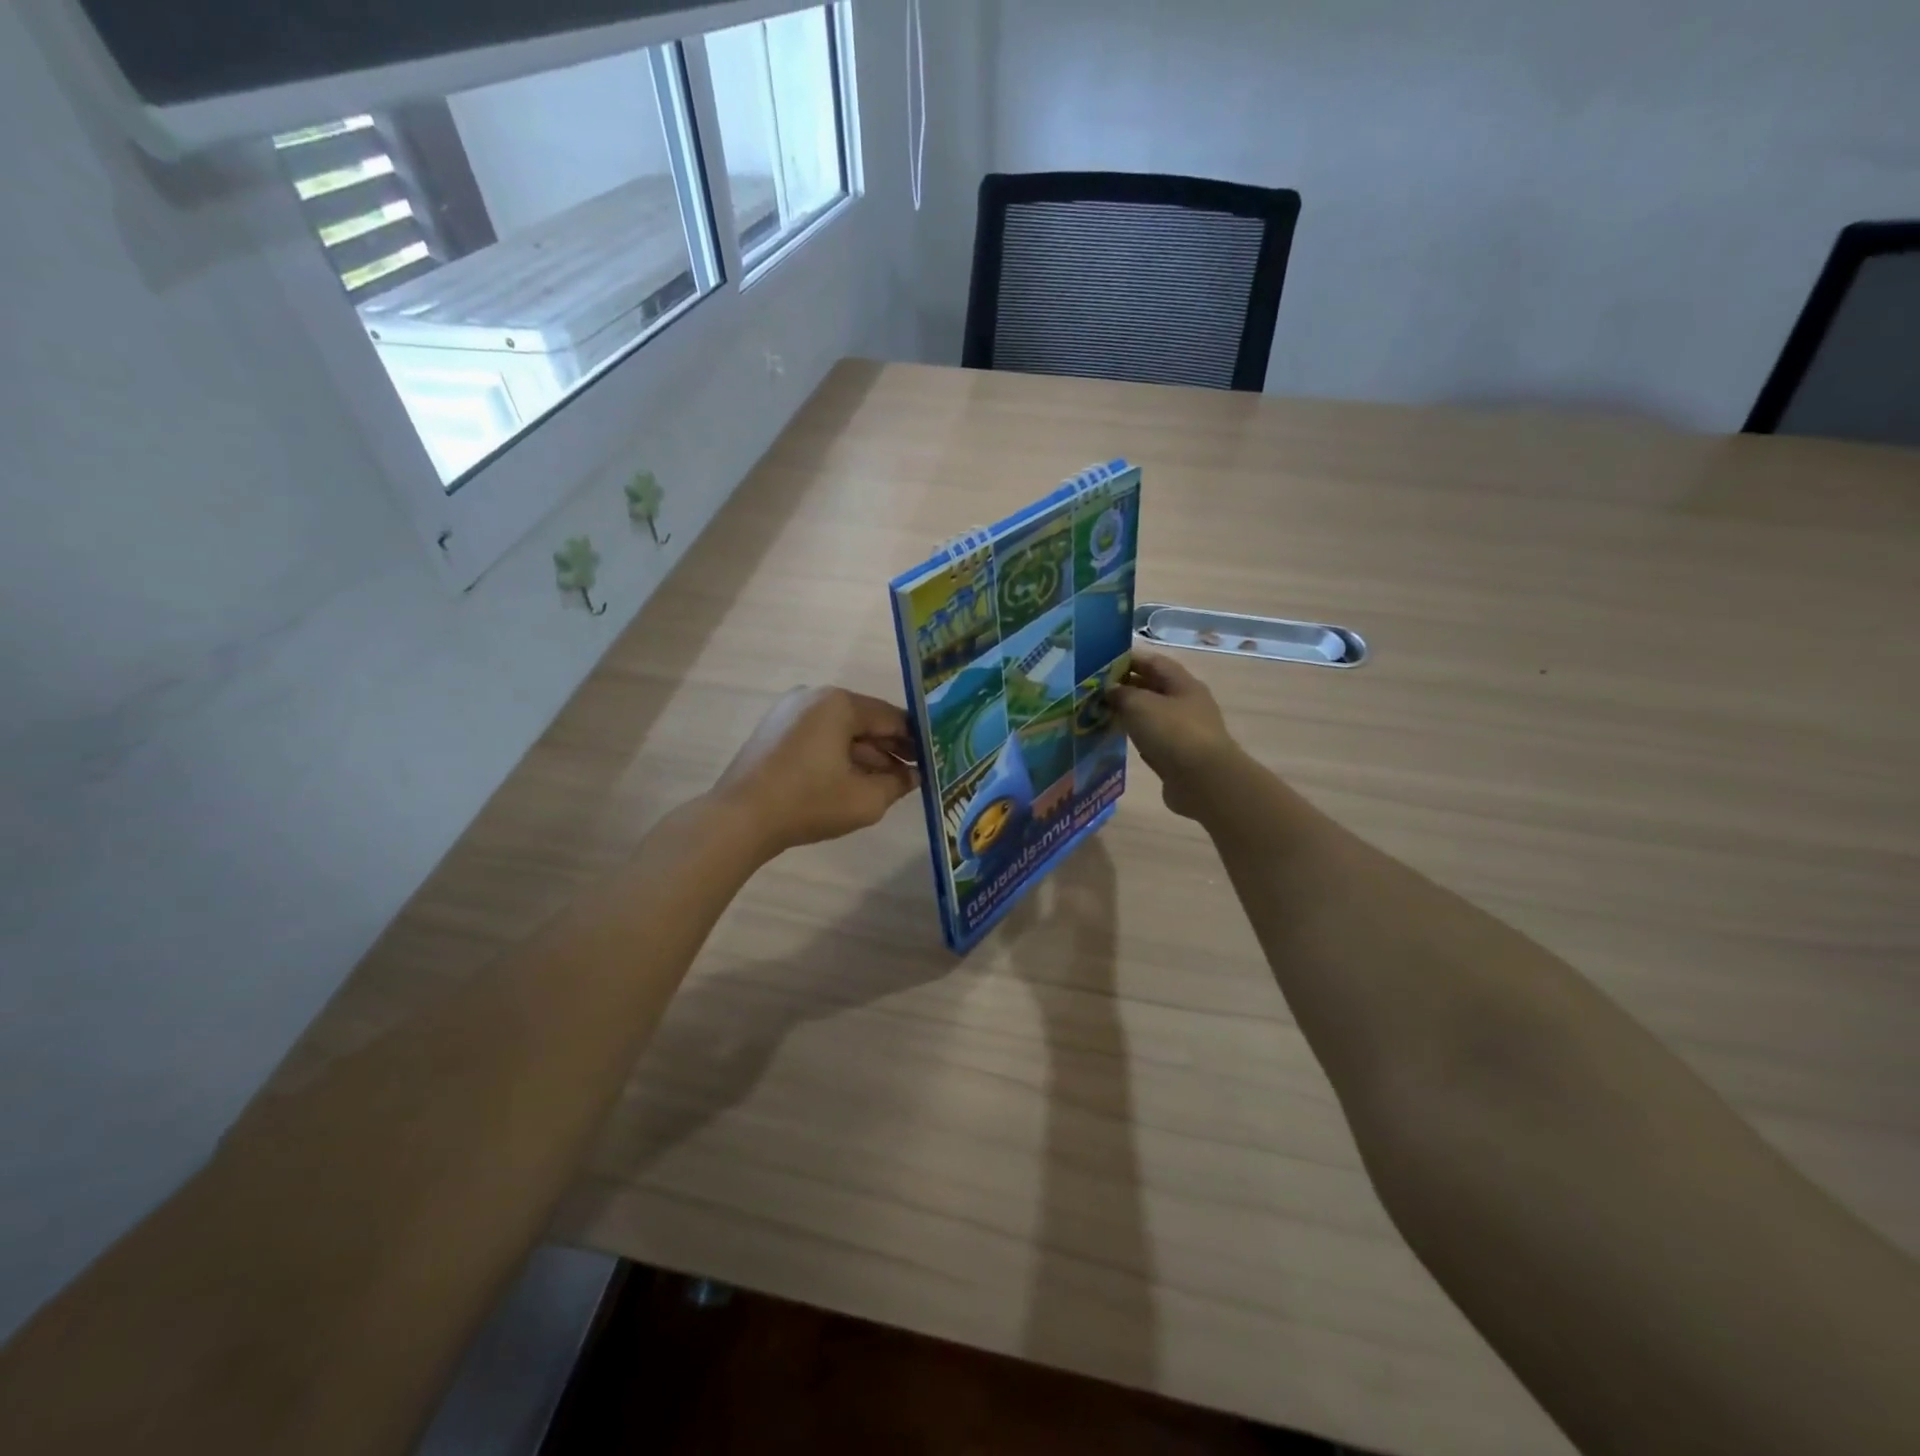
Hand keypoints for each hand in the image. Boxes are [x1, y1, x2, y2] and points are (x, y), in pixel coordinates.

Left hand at [713, 687, 919, 854]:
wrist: (740, 819)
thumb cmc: (809, 803)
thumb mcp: (865, 799)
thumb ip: (898, 784)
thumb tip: (914, 776)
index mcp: (839, 703)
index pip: (892, 718)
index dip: (915, 741)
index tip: (933, 760)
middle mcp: (814, 696)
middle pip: (865, 721)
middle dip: (890, 749)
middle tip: (914, 775)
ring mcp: (790, 711)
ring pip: (841, 731)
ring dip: (865, 755)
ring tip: (888, 783)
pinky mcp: (775, 730)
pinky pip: (819, 737)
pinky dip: (839, 755)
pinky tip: (854, 781)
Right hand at [1107, 652, 1242, 819]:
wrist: (1203, 781)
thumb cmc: (1172, 733)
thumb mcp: (1139, 704)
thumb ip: (1121, 693)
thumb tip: (1110, 691)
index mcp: (1183, 684)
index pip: (1153, 662)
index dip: (1127, 660)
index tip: (1100, 666)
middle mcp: (1186, 704)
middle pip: (1153, 688)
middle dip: (1125, 687)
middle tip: (1095, 692)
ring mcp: (1184, 731)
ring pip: (1151, 715)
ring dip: (1129, 713)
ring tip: (1100, 714)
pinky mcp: (1178, 756)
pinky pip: (1152, 739)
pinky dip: (1136, 737)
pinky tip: (1118, 739)